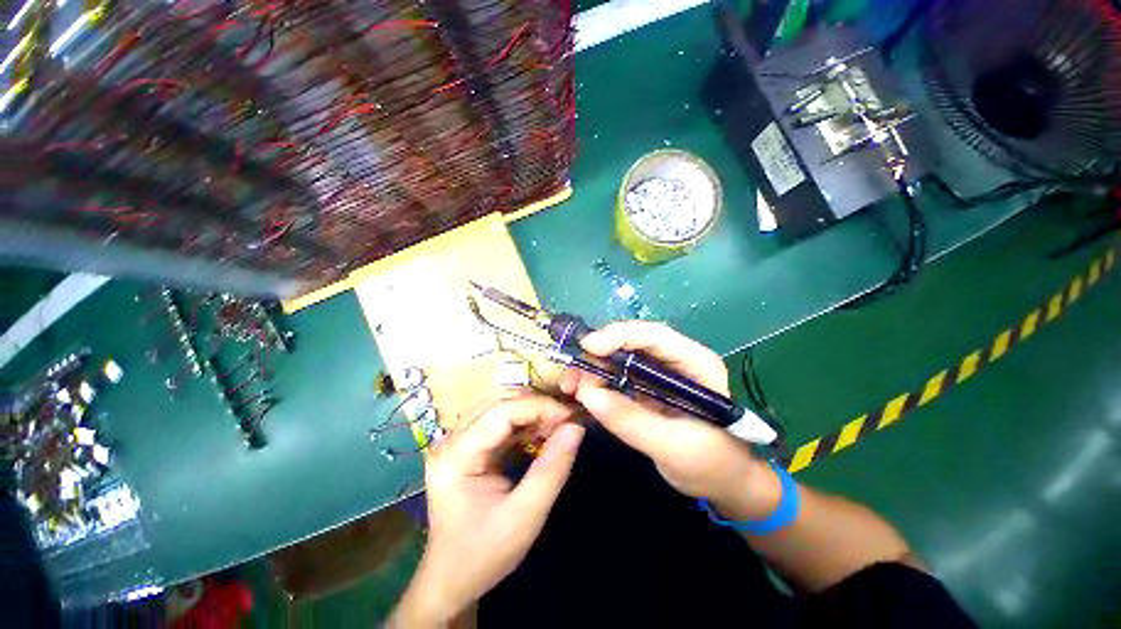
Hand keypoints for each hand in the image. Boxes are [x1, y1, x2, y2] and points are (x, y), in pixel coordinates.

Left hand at [391, 395, 584, 626]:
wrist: (451, 580)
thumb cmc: (484, 554)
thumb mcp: (525, 516)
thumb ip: (552, 469)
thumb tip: (576, 427)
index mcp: (456, 455)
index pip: (501, 411)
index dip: (539, 407)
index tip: (570, 417)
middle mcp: (451, 439)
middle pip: (500, 403)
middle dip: (537, 407)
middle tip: (566, 421)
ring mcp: (456, 441)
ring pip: (500, 407)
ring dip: (531, 412)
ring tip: (557, 426)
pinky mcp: (466, 446)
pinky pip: (499, 421)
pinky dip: (524, 423)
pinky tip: (541, 433)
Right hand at [560, 321, 778, 514]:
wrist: (723, 482)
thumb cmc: (712, 464)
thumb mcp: (674, 447)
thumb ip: (632, 421)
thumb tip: (588, 394)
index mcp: (695, 363)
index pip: (655, 336)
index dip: (620, 335)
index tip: (588, 347)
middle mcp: (676, 360)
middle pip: (631, 343)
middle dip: (598, 354)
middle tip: (571, 376)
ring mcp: (659, 373)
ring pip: (620, 358)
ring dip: (593, 368)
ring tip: (571, 387)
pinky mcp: (646, 387)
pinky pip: (617, 376)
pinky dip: (597, 382)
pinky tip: (581, 393)